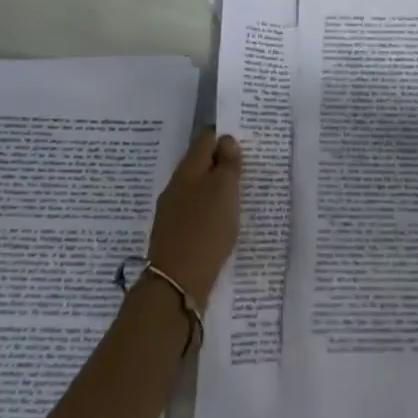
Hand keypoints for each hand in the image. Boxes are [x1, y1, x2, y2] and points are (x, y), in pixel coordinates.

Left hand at [146, 129, 242, 309]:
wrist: (177, 282)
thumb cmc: (206, 229)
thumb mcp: (225, 190)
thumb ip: (228, 163)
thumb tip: (226, 141)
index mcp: (188, 169)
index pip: (205, 139)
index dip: (223, 135)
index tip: (243, 139)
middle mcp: (176, 185)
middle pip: (200, 163)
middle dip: (220, 161)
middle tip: (245, 166)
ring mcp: (172, 210)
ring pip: (197, 187)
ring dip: (215, 186)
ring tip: (238, 192)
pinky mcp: (174, 233)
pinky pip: (195, 209)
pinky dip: (209, 207)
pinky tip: (222, 219)